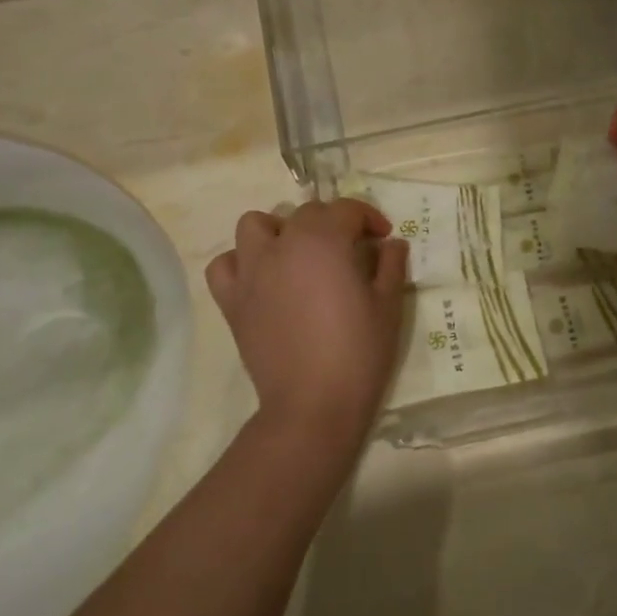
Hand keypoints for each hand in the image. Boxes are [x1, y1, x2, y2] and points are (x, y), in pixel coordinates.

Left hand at [205, 199, 408, 450]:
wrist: (313, 405)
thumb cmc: (358, 352)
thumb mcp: (388, 304)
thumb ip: (390, 264)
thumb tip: (391, 243)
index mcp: (323, 241)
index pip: (346, 209)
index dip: (369, 217)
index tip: (383, 237)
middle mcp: (283, 246)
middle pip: (306, 213)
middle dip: (332, 223)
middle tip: (351, 251)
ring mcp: (251, 272)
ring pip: (255, 225)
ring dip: (279, 231)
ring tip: (299, 255)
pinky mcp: (232, 301)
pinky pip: (225, 265)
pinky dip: (241, 263)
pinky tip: (263, 279)